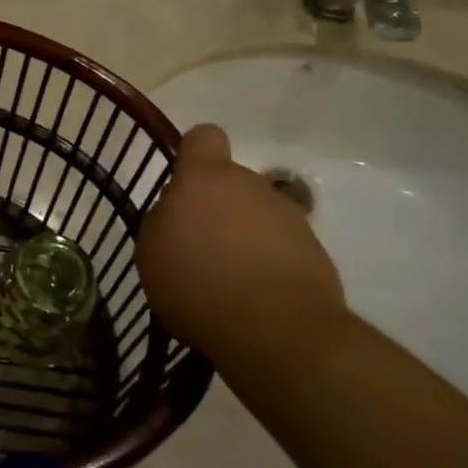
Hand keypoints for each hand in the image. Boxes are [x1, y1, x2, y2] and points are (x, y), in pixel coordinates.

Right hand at [138, 125, 345, 361]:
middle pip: (231, 184)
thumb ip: (162, 222)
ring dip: (245, 240)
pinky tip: (258, 300)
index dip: (194, 155)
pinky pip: (283, 249)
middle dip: (219, 210)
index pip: (203, 138)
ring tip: (231, 283)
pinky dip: (271, 267)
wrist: (277, 330)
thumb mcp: (151, 253)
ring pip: (258, 217)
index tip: (186, 185)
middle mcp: (249, 185)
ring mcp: (287, 217)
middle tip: (202, 250)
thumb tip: (175, 215)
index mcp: (204, 178)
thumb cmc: (198, 283)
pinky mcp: (315, 252)